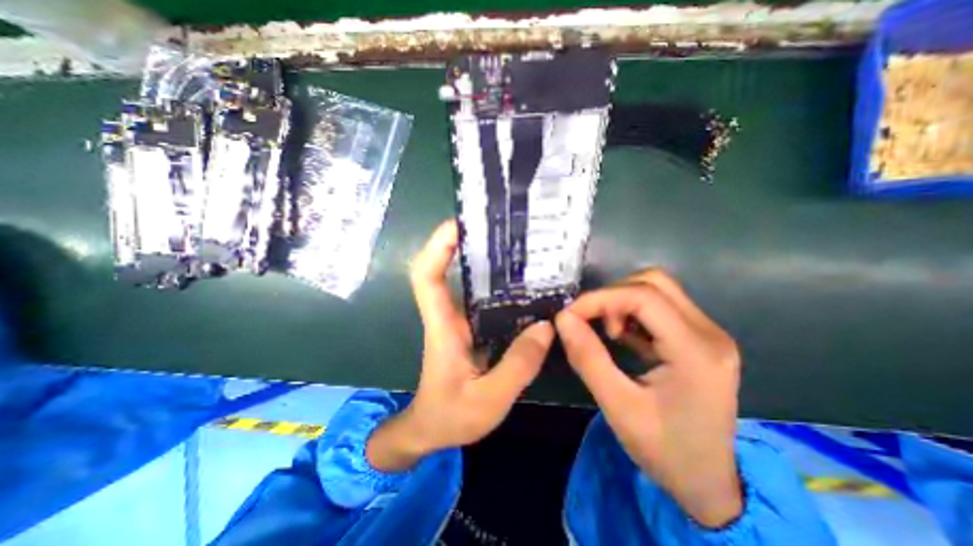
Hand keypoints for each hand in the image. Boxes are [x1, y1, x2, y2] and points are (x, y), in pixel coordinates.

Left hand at [366, 219, 553, 470]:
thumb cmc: (450, 416)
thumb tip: (546, 327)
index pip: (427, 277)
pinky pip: (483, 299)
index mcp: (442, 327)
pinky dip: (497, 285)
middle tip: (498, 227)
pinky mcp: (470, 328)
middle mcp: (448, 316)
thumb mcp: (488, 400)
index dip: (437, 247)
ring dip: (484, 260)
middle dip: (465, 242)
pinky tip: (523, 285)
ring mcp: (459, 321)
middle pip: (445, 269)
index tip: (458, 224)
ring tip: (516, 247)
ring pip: (466, 281)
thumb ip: (517, 366)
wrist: (431, 429)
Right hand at [551, 271, 741, 525]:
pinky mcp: (699, 337)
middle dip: (612, 295)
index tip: (569, 314)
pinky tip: (624, 336)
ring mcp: (709, 333)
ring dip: (622, 301)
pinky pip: (661, 305)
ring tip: (609, 332)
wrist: (708, 482)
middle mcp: (710, 333)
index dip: (600, 298)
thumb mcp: (617, 407)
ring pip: (657, 289)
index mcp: (696, 352)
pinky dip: (633, 311)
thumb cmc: (664, 450)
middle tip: (591, 322)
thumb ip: (588, 358)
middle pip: (654, 283)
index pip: (644, 297)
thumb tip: (563, 318)